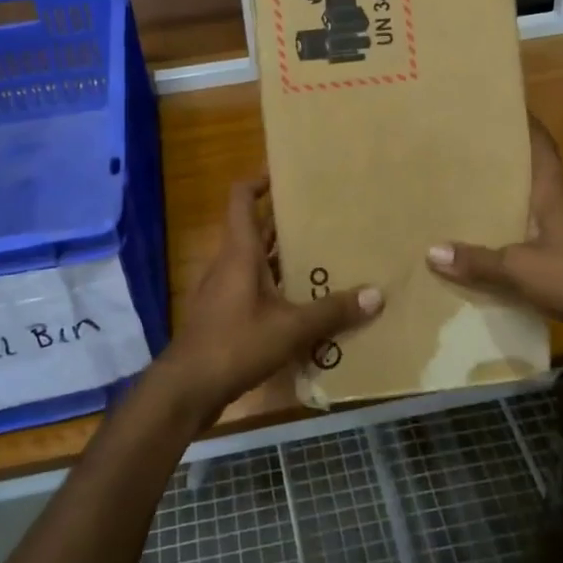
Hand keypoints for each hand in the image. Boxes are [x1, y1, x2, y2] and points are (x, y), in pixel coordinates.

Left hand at [151, 178, 381, 425]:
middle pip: (256, 231)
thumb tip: (375, 295)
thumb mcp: (291, 329)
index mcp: (239, 253)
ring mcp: (223, 292)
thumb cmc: (235, 344)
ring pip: (257, 263)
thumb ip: (332, 311)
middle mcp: (229, 265)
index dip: (259, 180)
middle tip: (325, 218)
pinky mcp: (224, 317)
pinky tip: (306, 306)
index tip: (287, 173)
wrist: (187, 389)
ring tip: (325, 258)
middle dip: (286, 222)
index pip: (241, 199)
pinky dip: (278, 290)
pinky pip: (255, 291)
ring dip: (285, 259)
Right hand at [427, 116, 562, 355]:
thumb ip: (478, 261)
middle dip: (506, 170)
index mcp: (555, 194)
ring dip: (513, 210)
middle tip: (468, 162)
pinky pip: (545, 243)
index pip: (542, 147)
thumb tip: (431, 251)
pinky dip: (523, 244)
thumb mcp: (521, 269)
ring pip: (539, 213)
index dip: (526, 124)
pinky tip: (502, 257)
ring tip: (475, 209)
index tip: (505, 106)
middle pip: (535, 179)